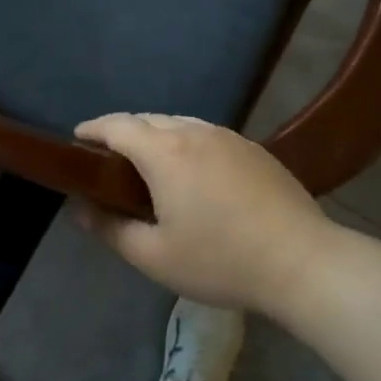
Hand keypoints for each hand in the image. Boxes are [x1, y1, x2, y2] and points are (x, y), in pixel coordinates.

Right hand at [73, 113, 330, 314]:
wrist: (302, 261)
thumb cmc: (221, 260)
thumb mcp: (155, 257)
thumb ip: (111, 230)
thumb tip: (79, 210)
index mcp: (164, 152)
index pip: (117, 125)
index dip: (93, 129)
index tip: (77, 139)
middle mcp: (193, 131)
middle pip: (147, 119)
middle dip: (122, 132)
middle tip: (109, 159)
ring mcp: (227, 136)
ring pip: (178, 123)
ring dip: (155, 135)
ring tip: (148, 164)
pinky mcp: (252, 147)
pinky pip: (205, 133)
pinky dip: (185, 142)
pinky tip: (192, 172)